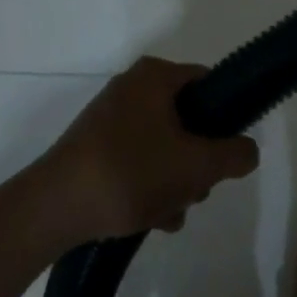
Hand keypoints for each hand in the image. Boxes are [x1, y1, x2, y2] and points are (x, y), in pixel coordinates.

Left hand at [35, 58, 258, 240]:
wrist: (50, 211)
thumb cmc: (131, 174)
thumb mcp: (198, 166)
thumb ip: (236, 155)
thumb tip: (247, 151)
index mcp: (155, 76)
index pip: (209, 85)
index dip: (226, 118)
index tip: (226, 153)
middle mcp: (130, 88)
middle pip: (187, 119)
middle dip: (198, 160)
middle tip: (197, 190)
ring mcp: (107, 118)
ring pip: (162, 144)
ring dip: (175, 179)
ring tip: (172, 213)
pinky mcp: (91, 148)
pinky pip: (135, 159)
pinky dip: (148, 184)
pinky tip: (151, 219)